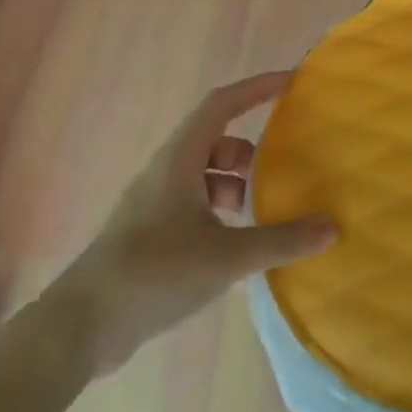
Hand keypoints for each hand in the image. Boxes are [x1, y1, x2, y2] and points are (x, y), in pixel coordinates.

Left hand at [46, 72, 335, 376]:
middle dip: (252, 151)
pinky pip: (196, 205)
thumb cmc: (154, 274)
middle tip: (284, 171)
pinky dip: (222, 213)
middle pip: (216, 140)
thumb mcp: (226, 257)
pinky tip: (239, 247)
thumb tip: (332, 227)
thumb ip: (282, 241)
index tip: (294, 83)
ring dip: (237, 185)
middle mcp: (165, 173)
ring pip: (206, 175)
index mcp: (179, 161)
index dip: (258, 87)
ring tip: (263, 215)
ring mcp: (154, 204)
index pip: (222, 104)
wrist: (80, 328)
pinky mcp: (150, 233)